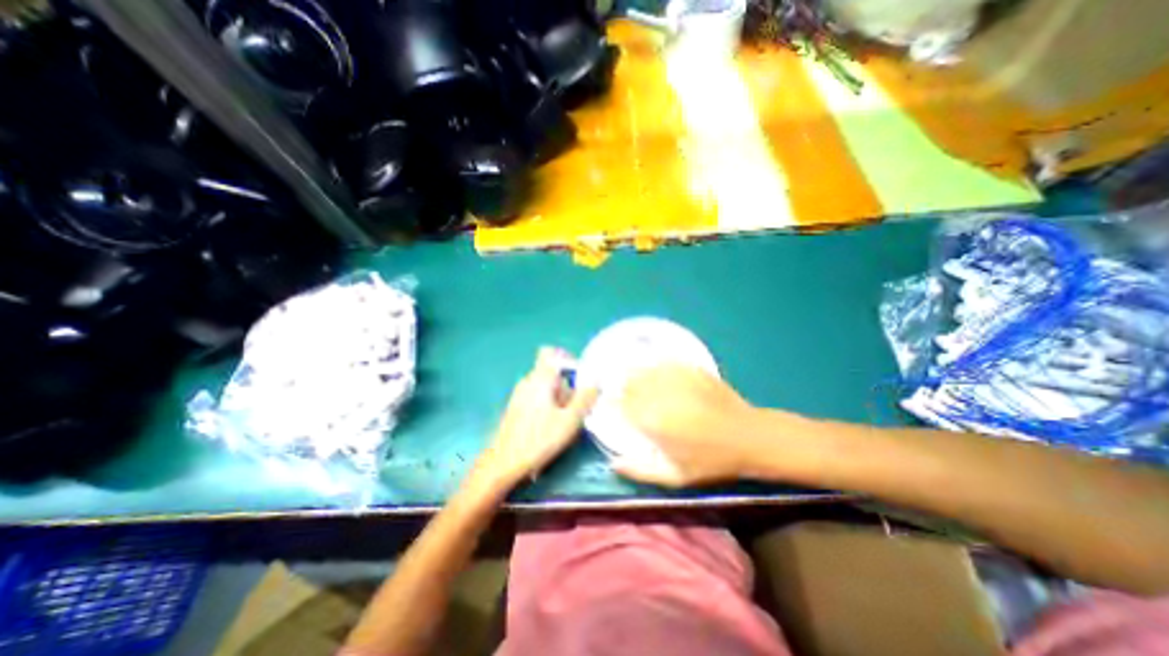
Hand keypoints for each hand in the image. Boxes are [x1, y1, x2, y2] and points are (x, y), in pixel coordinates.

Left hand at [474, 349, 600, 492]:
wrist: (503, 463)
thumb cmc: (538, 440)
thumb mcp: (569, 421)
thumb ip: (585, 398)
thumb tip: (596, 381)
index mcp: (540, 379)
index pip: (550, 352)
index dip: (566, 359)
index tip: (578, 377)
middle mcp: (528, 381)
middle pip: (552, 372)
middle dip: (567, 386)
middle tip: (575, 408)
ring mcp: (520, 394)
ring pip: (546, 386)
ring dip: (559, 398)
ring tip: (564, 420)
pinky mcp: (516, 406)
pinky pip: (537, 396)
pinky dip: (548, 405)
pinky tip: (551, 426)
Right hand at [614, 365, 757, 486]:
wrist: (748, 436)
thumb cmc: (711, 460)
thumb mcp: (676, 477)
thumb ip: (641, 471)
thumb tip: (614, 464)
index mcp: (653, 421)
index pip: (621, 405)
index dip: (614, 404)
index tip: (614, 407)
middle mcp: (659, 396)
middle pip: (630, 384)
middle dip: (624, 389)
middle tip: (627, 397)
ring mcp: (675, 379)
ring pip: (644, 370)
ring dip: (637, 376)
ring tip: (639, 383)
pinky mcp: (690, 369)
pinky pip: (663, 363)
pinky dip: (655, 367)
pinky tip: (658, 373)